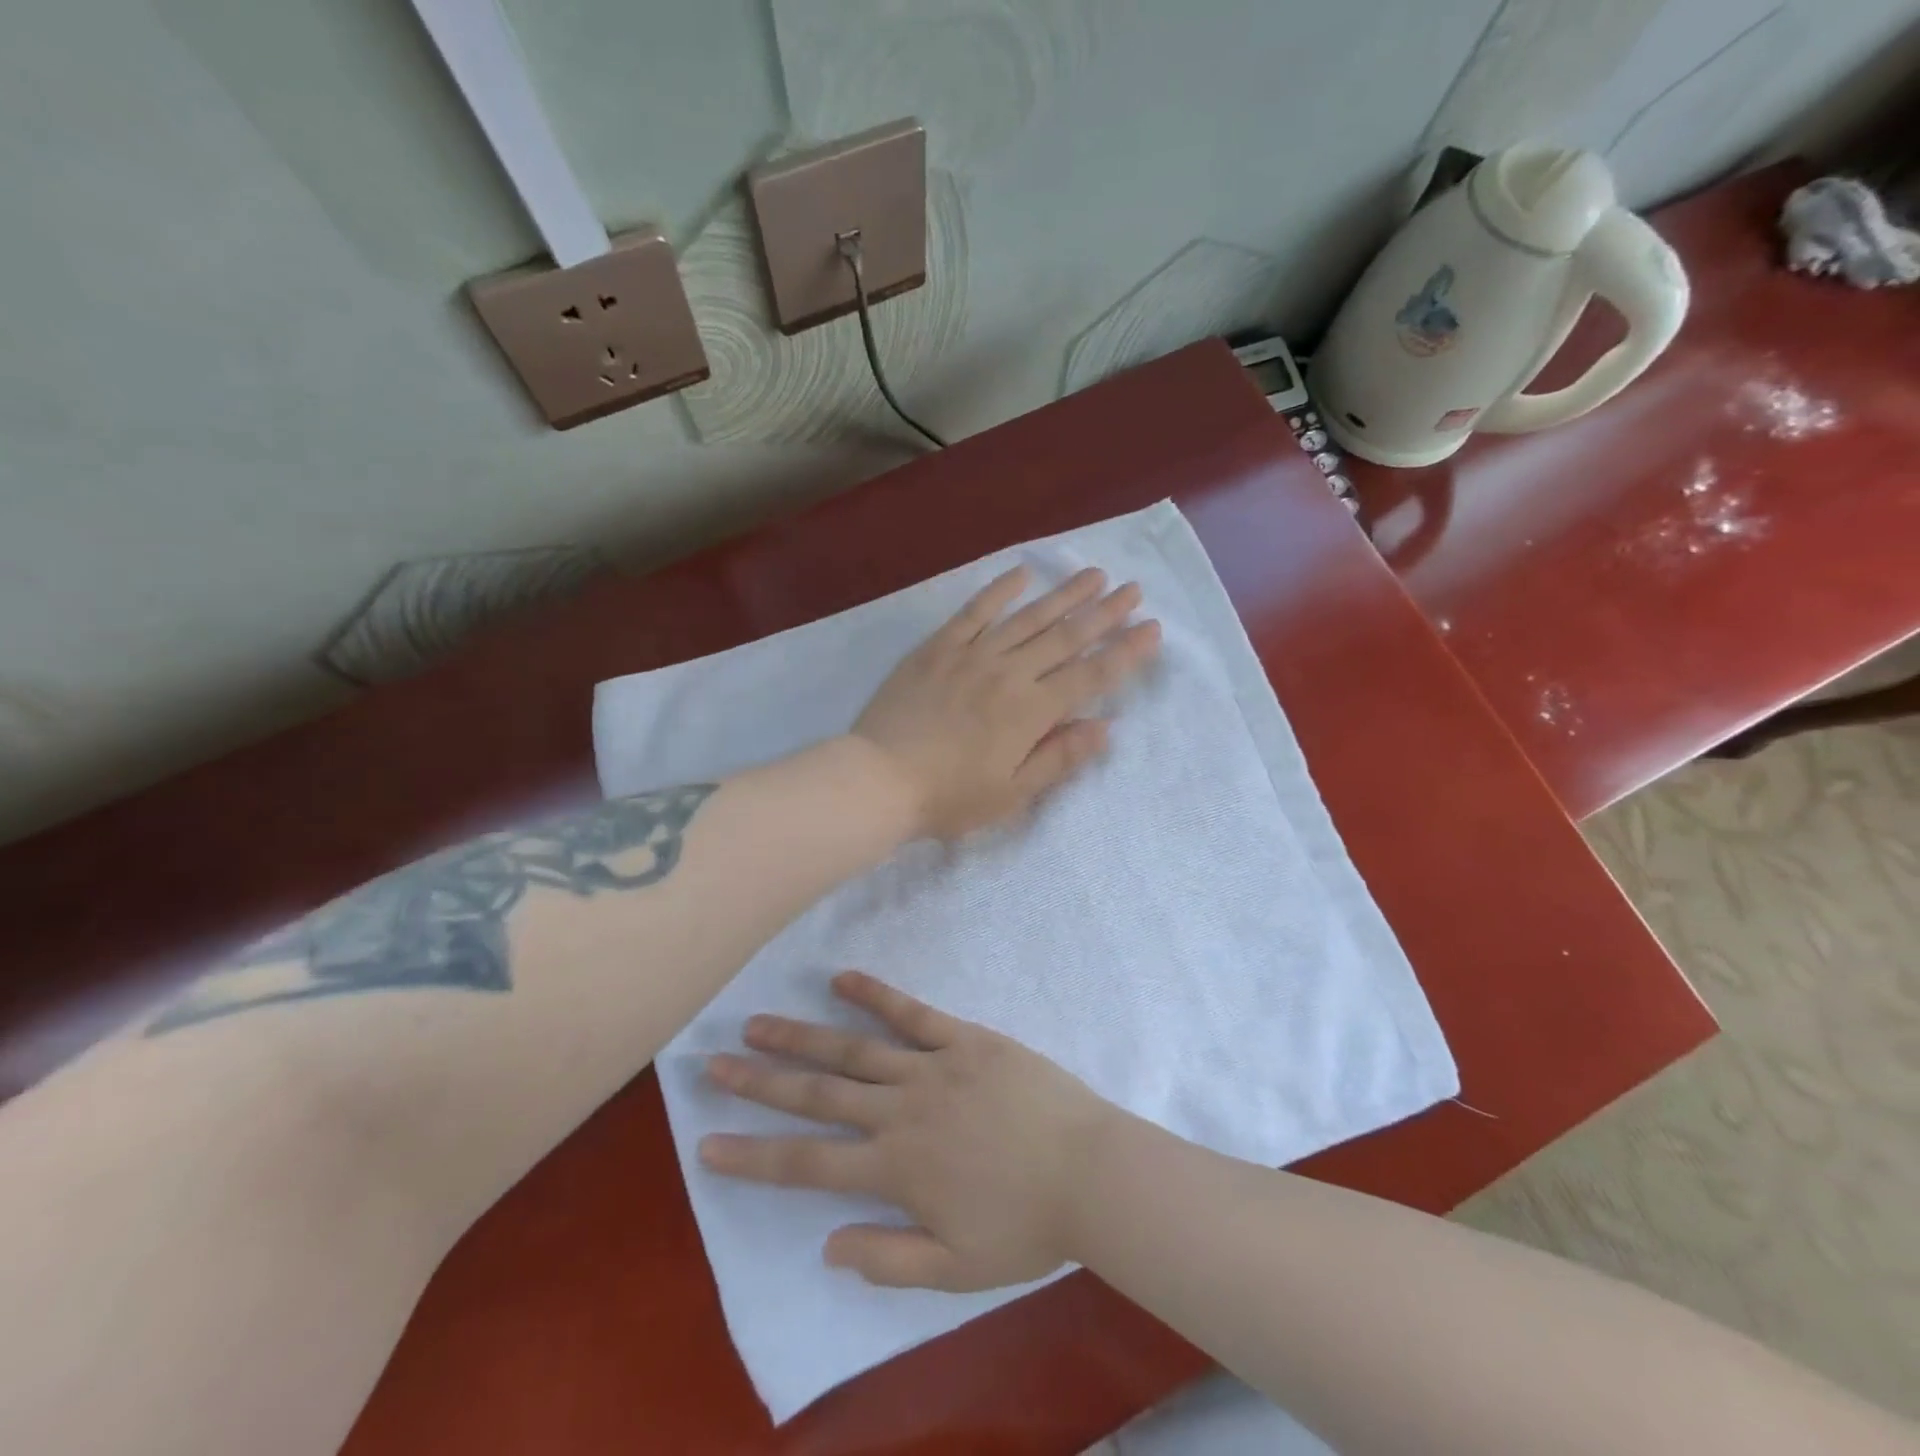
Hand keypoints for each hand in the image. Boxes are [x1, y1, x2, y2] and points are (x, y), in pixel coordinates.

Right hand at [699, 972, 1117, 1291]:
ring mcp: (933, 1067)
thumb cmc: (1027, 1225)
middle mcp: (902, 1111)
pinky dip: (875, 994)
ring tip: (759, 1023)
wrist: (1091, 1171)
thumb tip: (826, 1244)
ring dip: (803, 1036)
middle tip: (714, 1063)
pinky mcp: (964, 1039)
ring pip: (854, 1049)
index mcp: (896, 1169)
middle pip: (818, 1094)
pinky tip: (842, 977)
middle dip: (762, 1082)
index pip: (808, 1163)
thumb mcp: (956, 1271)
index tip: (708, 1143)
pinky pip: (912, 1013)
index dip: (755, 1156)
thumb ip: (887, 1259)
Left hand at [852, 566, 1158, 839]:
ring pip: (1028, 617)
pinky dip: (998, 591)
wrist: (879, 779)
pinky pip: (973, 612)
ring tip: (1093, 574)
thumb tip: (1104, 726)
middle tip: (1133, 588)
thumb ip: (1059, 757)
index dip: (1125, 652)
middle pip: (1066, 637)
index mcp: (1032, 711)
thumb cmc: (949, 797)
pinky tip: (1020, 574)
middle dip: (1105, 612)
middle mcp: (1009, 673)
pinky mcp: (938, 648)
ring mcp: (972, 655)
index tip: (1152, 628)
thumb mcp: (1012, 793)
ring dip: (1063, 594)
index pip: (1091, 675)